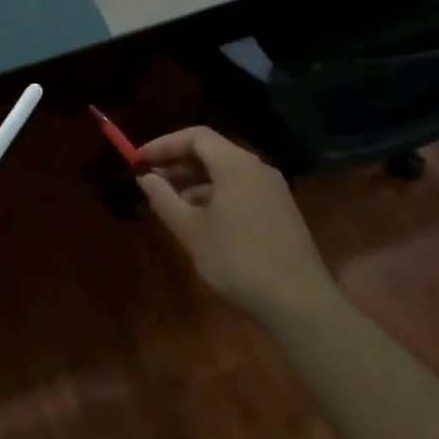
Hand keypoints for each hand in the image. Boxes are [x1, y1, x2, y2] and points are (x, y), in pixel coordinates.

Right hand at [137, 126, 337, 325]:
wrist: (299, 302)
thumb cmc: (238, 261)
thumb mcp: (192, 231)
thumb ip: (164, 199)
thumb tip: (145, 178)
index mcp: (235, 165)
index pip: (195, 136)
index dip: (164, 144)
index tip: (139, 161)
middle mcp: (257, 168)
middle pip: (212, 151)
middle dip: (178, 162)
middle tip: (150, 180)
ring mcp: (272, 189)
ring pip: (226, 172)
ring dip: (195, 181)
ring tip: (170, 202)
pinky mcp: (279, 209)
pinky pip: (241, 188)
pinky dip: (216, 194)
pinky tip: (200, 219)